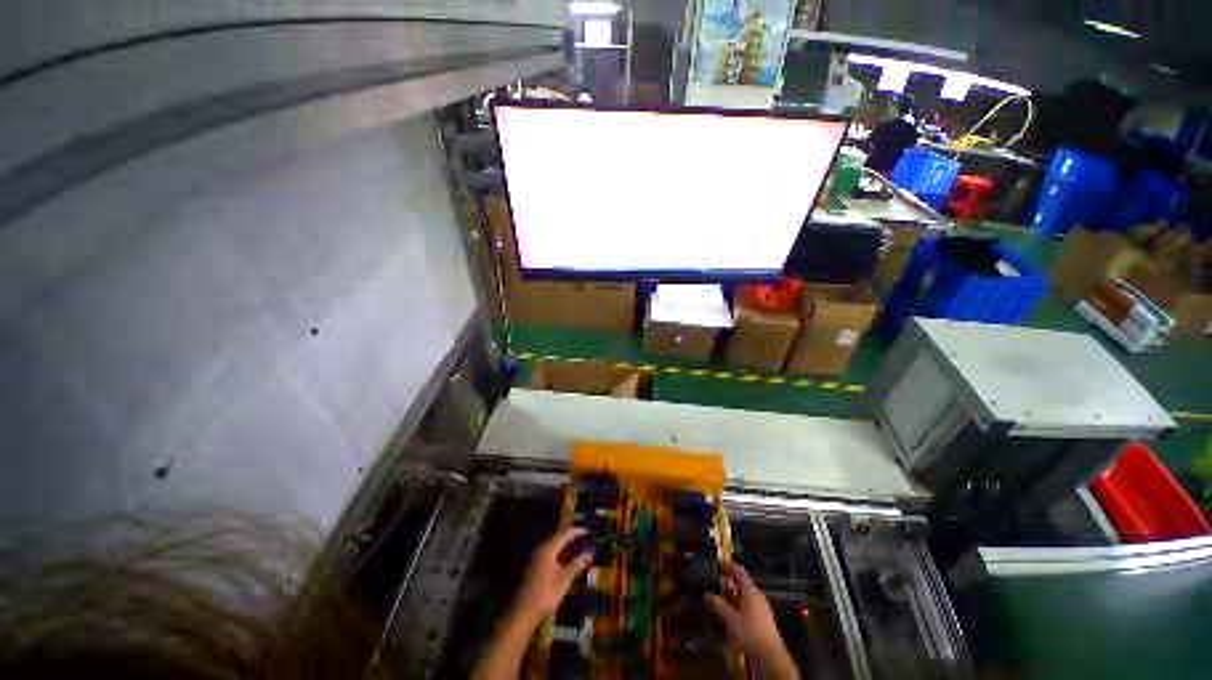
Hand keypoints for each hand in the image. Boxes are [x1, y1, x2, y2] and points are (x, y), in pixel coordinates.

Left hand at [509, 527, 593, 627]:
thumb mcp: (566, 577)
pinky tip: (569, 560)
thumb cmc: (548, 592)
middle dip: (572, 537)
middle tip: (588, 539)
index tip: (590, 531)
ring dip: (566, 546)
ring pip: (553, 546)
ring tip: (582, 549)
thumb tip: (590, 552)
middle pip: (557, 538)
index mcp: (546, 549)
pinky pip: (549, 553)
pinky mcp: (535, 566)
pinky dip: (561, 553)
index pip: (563, 534)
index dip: (577, 531)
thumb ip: (578, 563)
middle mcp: (539, 549)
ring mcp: (535, 557)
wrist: (526, 607)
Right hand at [706, 562, 798, 679]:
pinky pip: (746, 603)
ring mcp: (760, 606)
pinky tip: (728, 609)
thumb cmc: (748, 631)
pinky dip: (736, 602)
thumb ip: (719, 605)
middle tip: (715, 577)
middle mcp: (757, 596)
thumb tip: (707, 593)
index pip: (741, 574)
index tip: (720, 562)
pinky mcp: (760, 616)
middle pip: (743, 584)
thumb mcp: (730, 618)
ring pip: (744, 595)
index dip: (731, 567)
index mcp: (751, 593)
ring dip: (732, 592)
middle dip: (730, 580)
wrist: (767, 649)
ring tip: (718, 593)